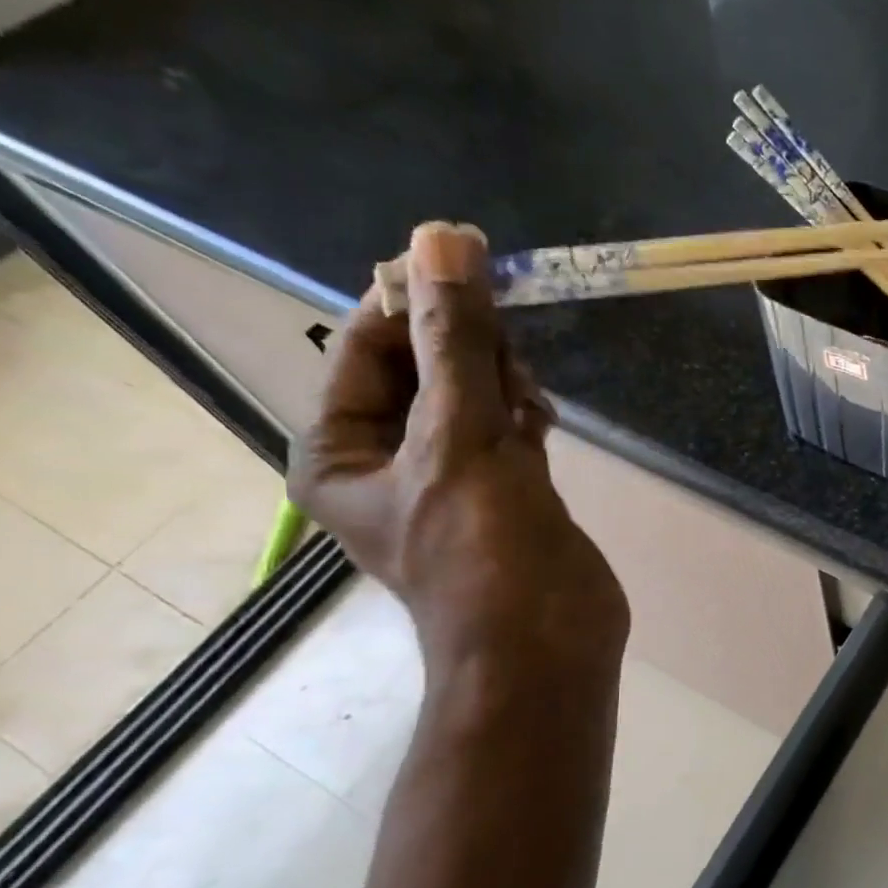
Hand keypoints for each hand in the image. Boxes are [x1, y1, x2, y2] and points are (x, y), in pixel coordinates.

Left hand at [289, 222, 627, 669]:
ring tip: (526, 390)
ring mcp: (456, 481)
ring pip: (472, 400)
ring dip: (499, 379)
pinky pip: (508, 432)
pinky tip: (543, 414)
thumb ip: (455, 343)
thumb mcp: (458, 438)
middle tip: (506, 334)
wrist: (546, 648)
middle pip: (424, 370)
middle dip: (464, 345)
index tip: (465, 258)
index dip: (412, 299)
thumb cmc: (484, 551)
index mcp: (342, 451)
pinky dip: (523, 414)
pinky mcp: (510, 496)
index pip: (369, 347)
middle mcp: (390, 462)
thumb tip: (442, 239)